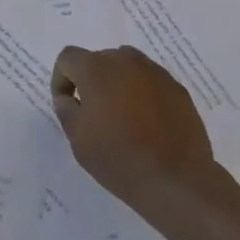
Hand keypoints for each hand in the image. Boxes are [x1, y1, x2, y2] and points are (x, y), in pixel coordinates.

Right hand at [51, 45, 218, 215]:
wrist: (174, 181)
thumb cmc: (118, 159)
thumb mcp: (78, 139)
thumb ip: (66, 109)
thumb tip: (68, 97)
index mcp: (96, 69)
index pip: (68, 58)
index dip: (61, 79)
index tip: (67, 104)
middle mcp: (127, 61)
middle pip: (99, 59)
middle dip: (90, 80)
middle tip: (93, 112)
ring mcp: (156, 72)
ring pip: (127, 67)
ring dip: (117, 83)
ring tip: (121, 115)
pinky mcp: (178, 88)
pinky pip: (150, 81)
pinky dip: (142, 93)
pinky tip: (147, 122)